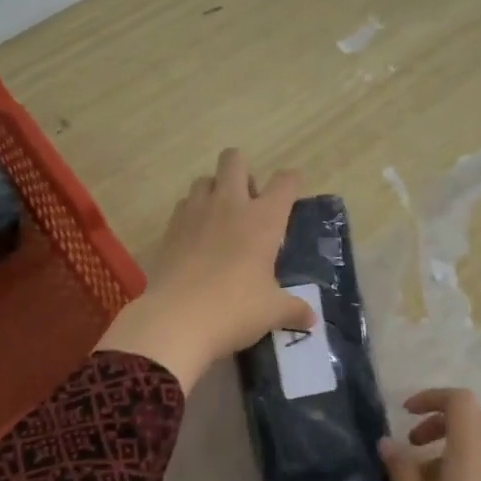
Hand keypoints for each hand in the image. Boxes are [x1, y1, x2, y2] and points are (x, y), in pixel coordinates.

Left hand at [95, 149, 314, 391]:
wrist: (175, 320)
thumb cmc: (234, 310)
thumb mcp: (272, 312)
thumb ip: (293, 310)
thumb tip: (311, 320)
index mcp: (262, 219)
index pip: (284, 182)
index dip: (290, 183)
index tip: (290, 196)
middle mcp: (229, 205)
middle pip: (234, 160)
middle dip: (242, 171)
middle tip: (248, 203)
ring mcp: (195, 213)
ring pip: (204, 179)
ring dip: (214, 190)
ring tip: (220, 218)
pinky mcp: (169, 228)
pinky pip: (183, 205)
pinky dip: (191, 213)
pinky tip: (196, 238)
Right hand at [380, 389, 480, 480]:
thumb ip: (401, 475)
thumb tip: (388, 443)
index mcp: (470, 461)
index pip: (461, 402)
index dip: (432, 397)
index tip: (404, 415)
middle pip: (474, 419)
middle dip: (439, 420)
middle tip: (410, 442)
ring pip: (479, 445)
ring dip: (447, 446)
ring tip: (416, 478)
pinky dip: (458, 467)